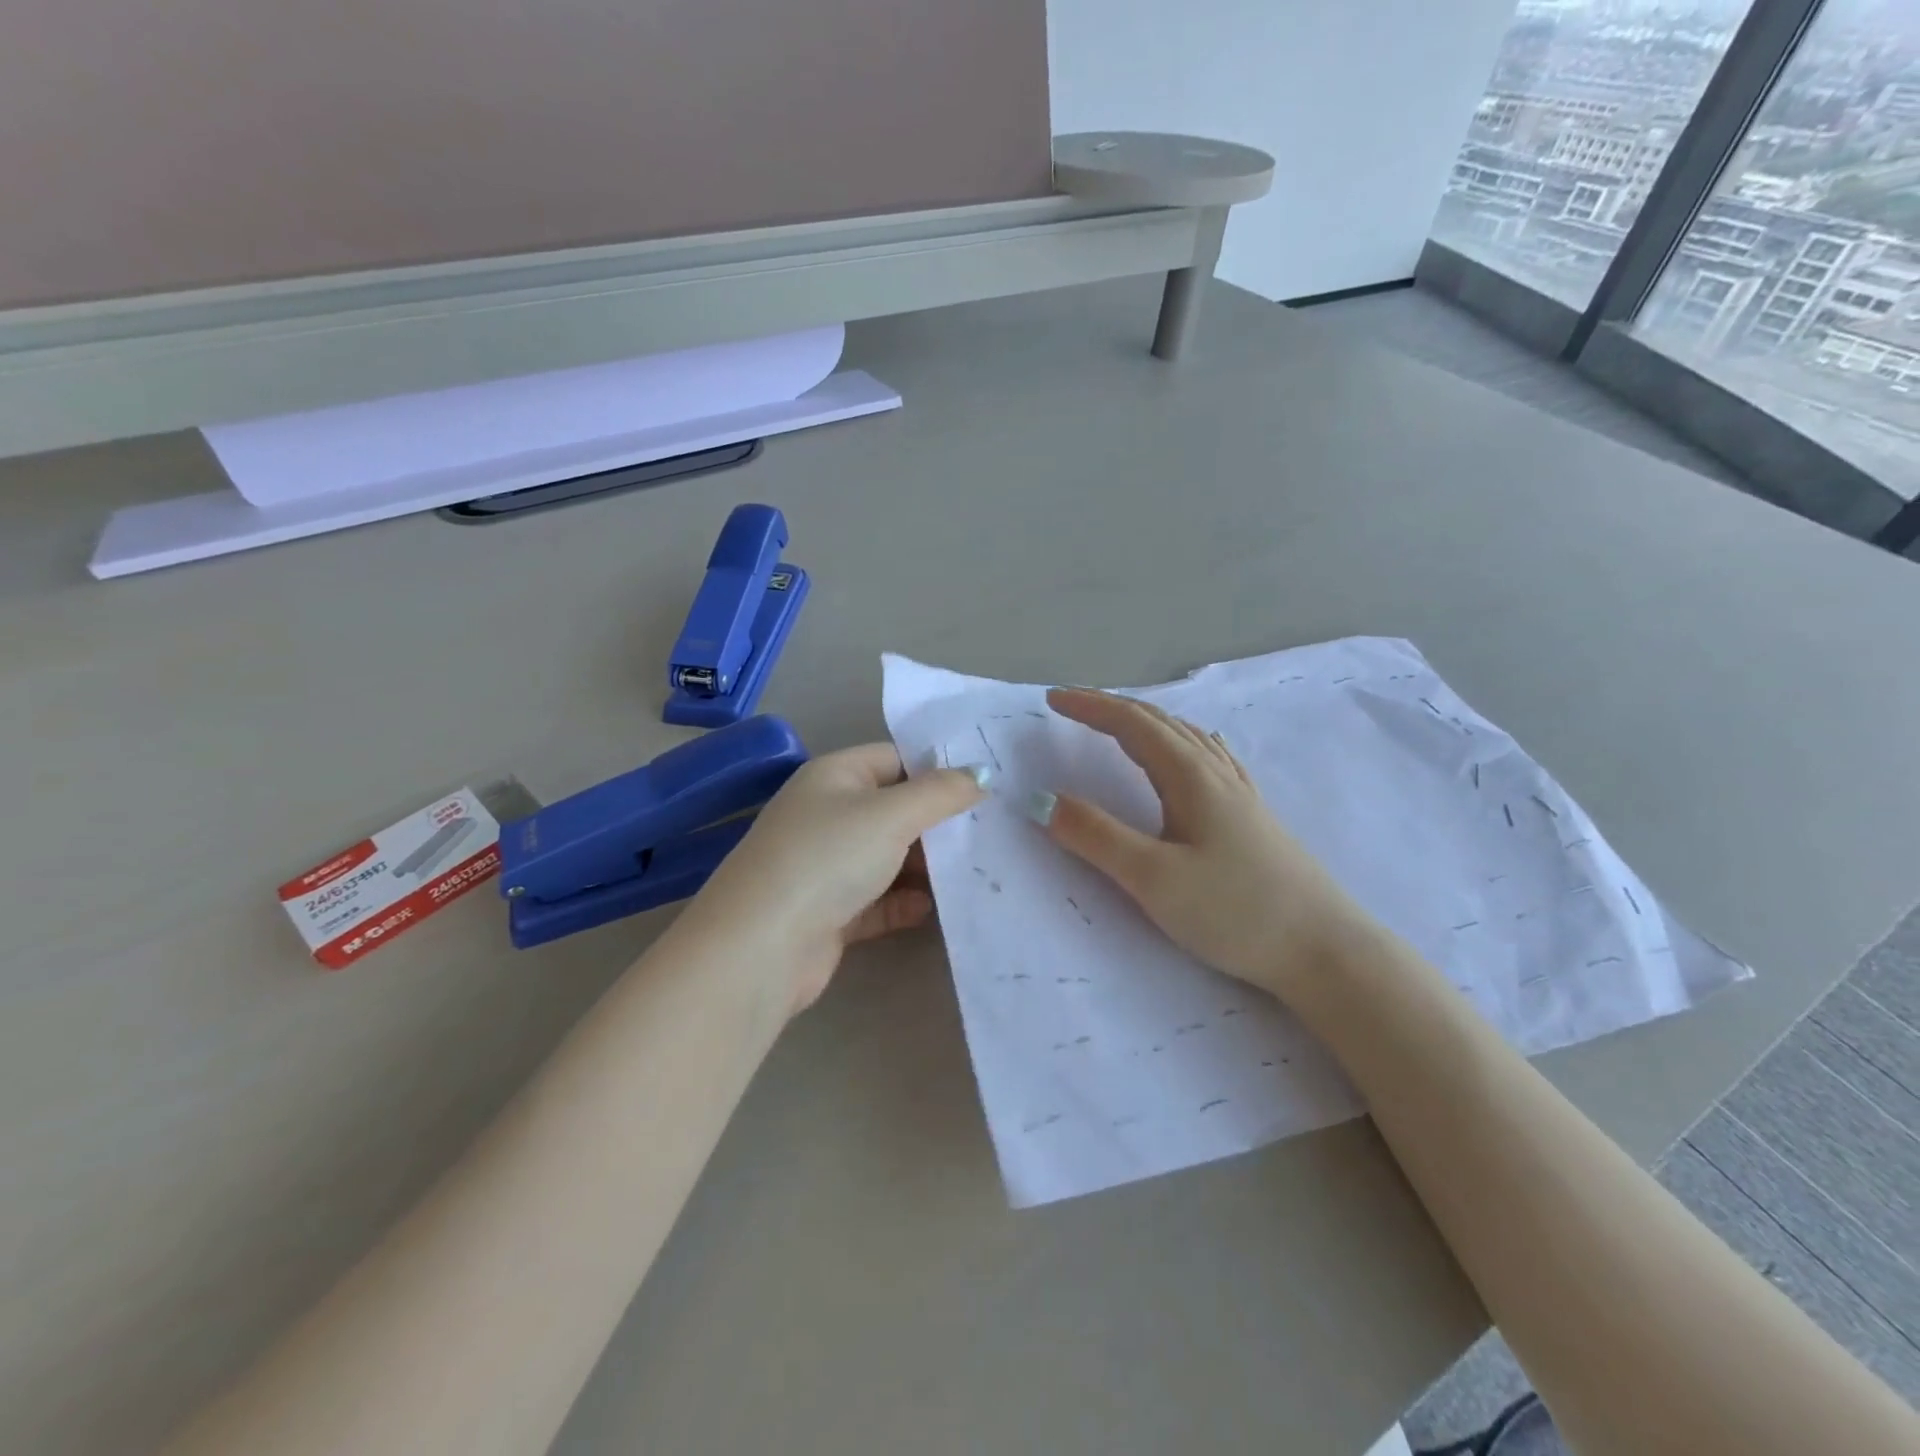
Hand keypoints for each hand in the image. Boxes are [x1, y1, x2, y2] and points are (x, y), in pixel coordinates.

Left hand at [681, 744, 987, 1016]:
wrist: (763, 946)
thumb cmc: (829, 857)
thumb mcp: (892, 814)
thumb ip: (941, 792)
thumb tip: (981, 774)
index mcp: (834, 776)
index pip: (894, 759)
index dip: (936, 769)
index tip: (983, 787)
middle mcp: (827, 815)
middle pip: (893, 810)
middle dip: (937, 823)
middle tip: (987, 833)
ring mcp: (826, 865)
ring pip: (887, 858)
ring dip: (925, 867)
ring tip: (973, 872)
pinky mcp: (829, 912)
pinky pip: (877, 900)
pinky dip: (903, 903)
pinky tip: (931, 910)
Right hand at [1036, 688, 1376, 998]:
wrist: (1325, 951)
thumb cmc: (1236, 912)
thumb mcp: (1153, 878)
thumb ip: (1095, 837)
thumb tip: (1042, 799)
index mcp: (1191, 777)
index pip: (1132, 724)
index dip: (1090, 706)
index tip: (1051, 699)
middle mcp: (1216, 774)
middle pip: (1160, 723)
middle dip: (1111, 708)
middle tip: (1072, 706)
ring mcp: (1239, 794)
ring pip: (1186, 738)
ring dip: (1144, 722)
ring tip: (1116, 724)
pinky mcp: (1252, 818)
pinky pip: (1208, 758)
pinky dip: (1180, 742)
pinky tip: (1193, 754)